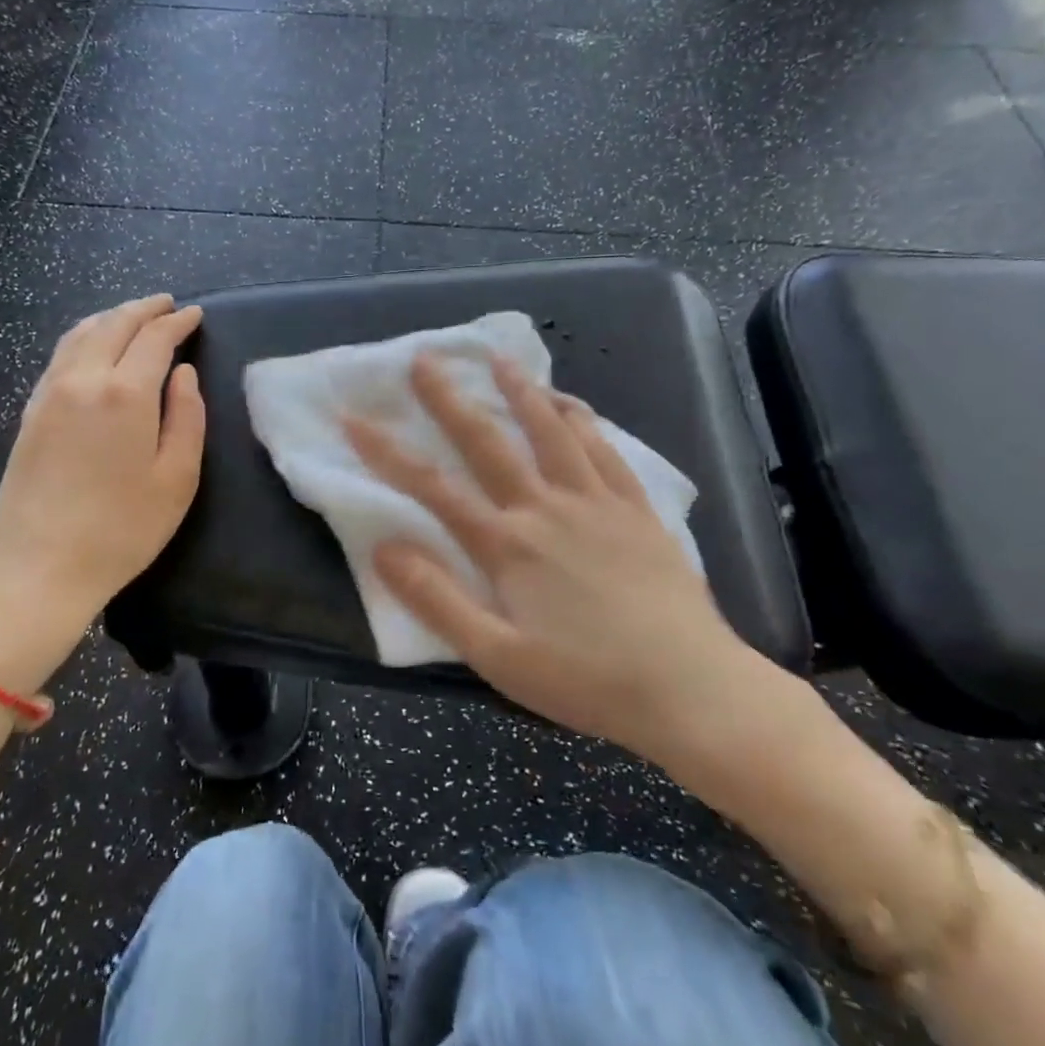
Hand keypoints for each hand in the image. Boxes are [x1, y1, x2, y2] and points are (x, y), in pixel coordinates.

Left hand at [0, 295, 205, 695]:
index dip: (177, 322)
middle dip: (143, 309)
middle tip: (167, 304)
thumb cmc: (122, 530)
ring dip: (110, 318)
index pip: (154, 339)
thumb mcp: (176, 479)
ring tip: (132, 316)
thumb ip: (187, 417)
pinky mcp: (29, 414)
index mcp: (125, 394)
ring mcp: (48, 395)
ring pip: (79, 335)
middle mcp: (82, 381)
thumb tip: (183, 374)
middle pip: (113, 325)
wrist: (38, 570)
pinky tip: (92, 347)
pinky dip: (83, 338)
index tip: (195, 314)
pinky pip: (59, 357)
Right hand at [346, 354, 805, 785]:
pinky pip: (604, 451)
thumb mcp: (497, 657)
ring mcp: (596, 502)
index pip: (433, 487)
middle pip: (488, 441)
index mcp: (507, 545)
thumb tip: (384, 548)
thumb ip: (437, 600)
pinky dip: (583, 420)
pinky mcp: (636, 509)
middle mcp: (546, 507)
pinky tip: (572, 404)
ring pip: (551, 431)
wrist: (691, 688)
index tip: (353, 417)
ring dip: (521, 391)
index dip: (387, 451)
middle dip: (449, 398)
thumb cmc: (587, 680)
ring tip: (499, 359)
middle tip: (425, 358)